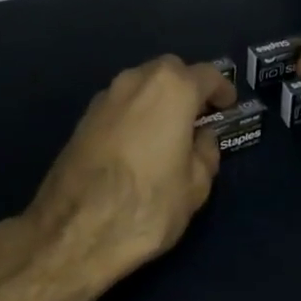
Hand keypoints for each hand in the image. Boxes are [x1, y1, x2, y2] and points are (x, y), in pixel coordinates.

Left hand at [22, 55, 234, 288]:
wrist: (73, 230)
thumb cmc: (146, 205)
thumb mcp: (194, 188)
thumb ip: (205, 155)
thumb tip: (202, 139)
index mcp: (172, 89)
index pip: (207, 75)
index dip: (221, 90)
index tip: (227, 106)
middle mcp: (137, 80)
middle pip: (170, 71)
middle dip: (187, 86)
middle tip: (198, 115)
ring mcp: (105, 95)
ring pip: (141, 83)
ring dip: (158, 97)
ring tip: (167, 129)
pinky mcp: (83, 116)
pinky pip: (120, 103)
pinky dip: (134, 112)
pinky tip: (137, 142)